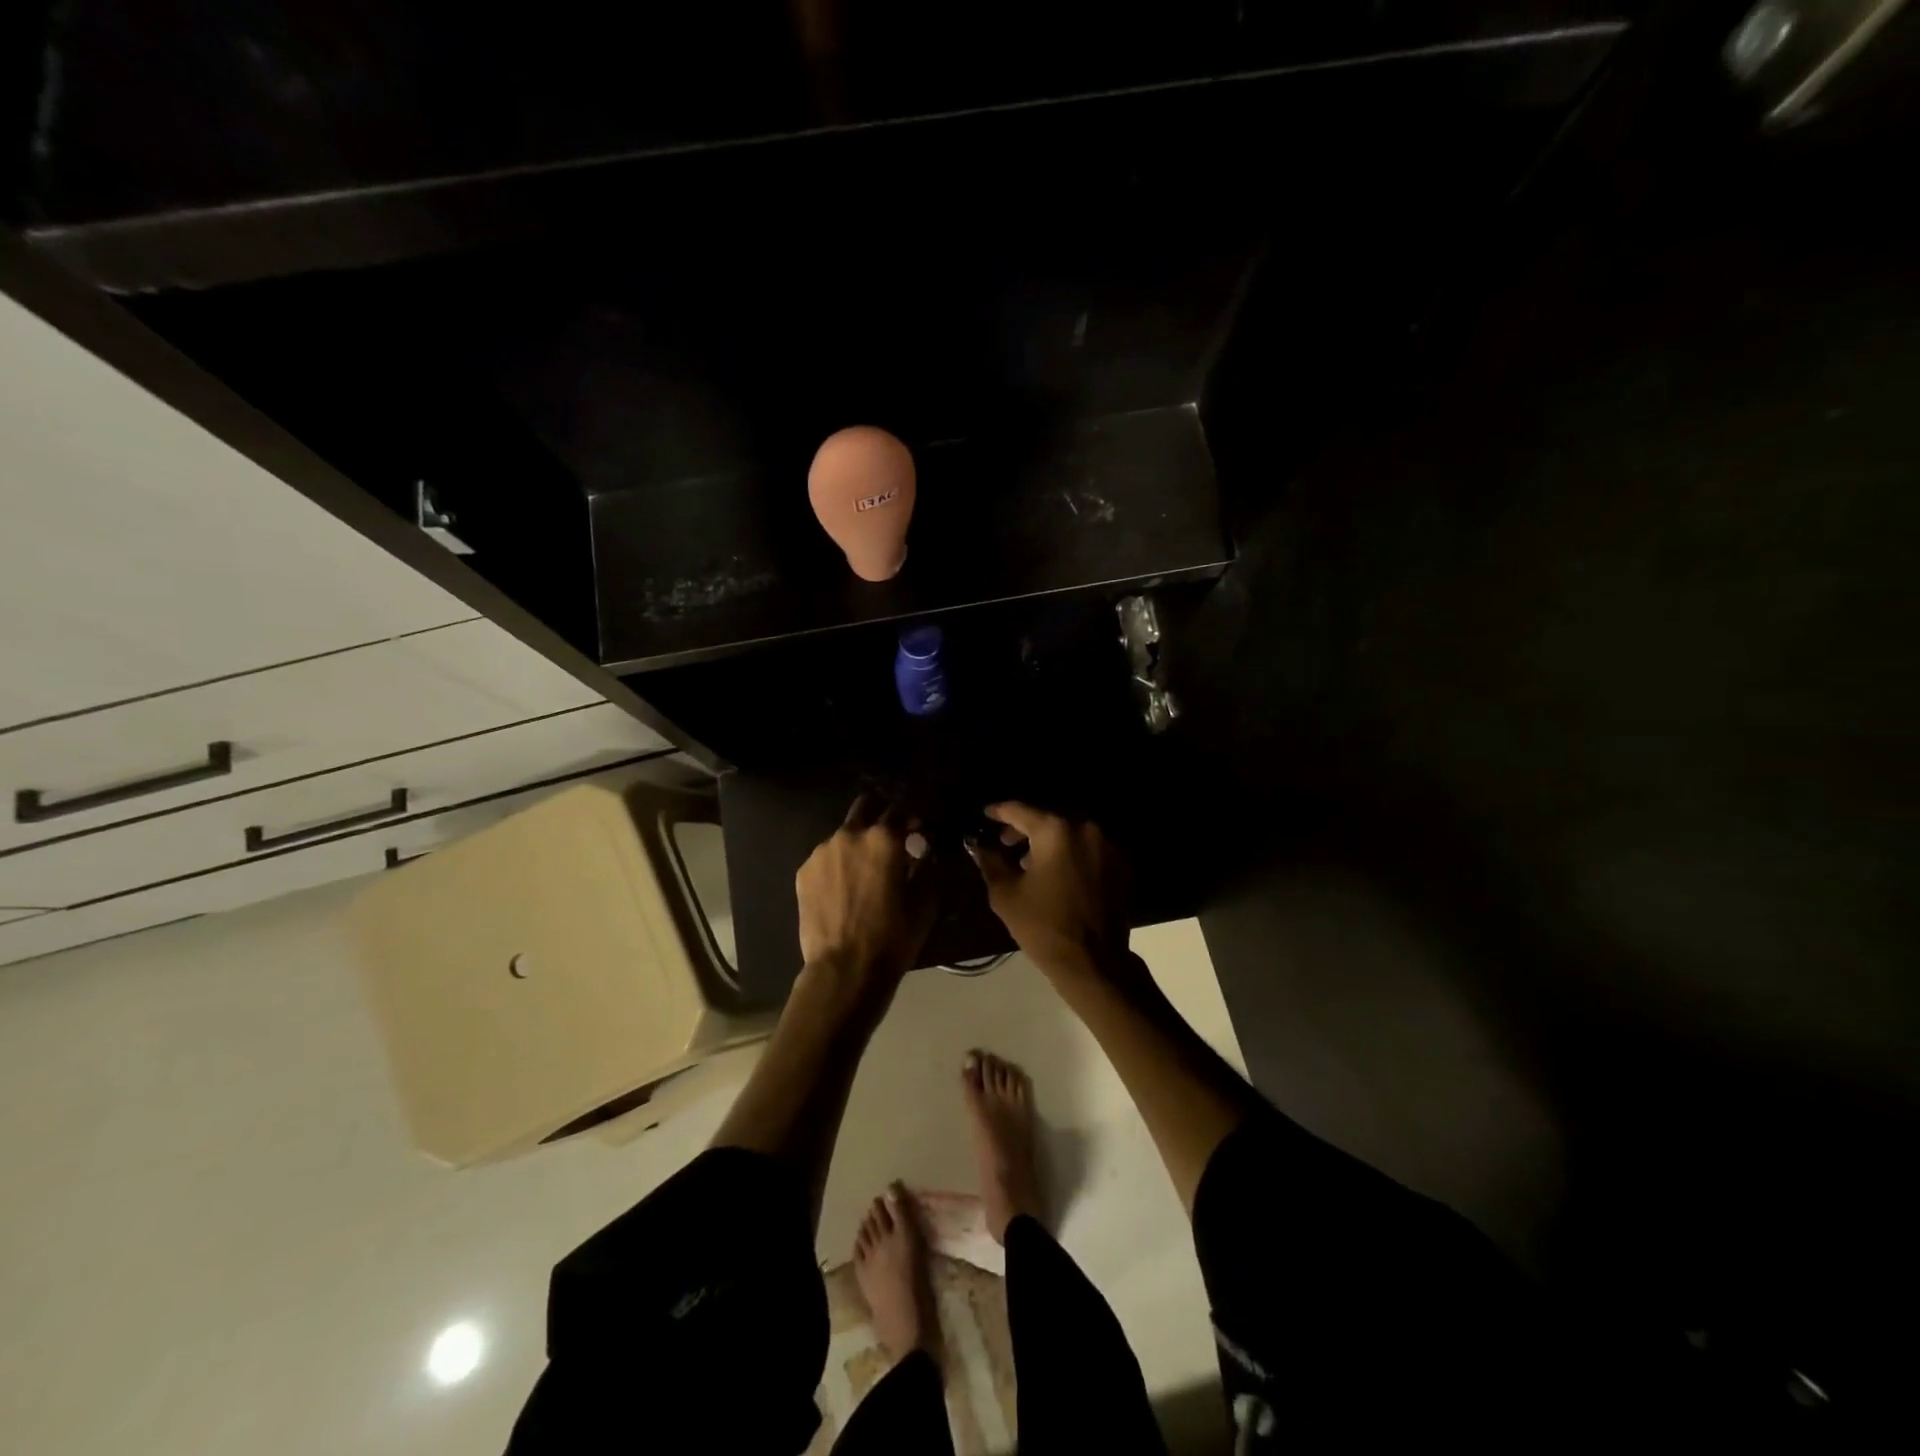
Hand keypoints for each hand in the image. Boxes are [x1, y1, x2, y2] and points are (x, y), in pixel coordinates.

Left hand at [796, 795, 935, 982]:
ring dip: (856, 844)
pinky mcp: (803, 872)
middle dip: (878, 816)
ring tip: (862, 870)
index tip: (918, 830)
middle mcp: (850, 835)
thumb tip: (921, 852)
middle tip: (888, 838)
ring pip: (843, 835)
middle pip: (865, 807)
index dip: (912, 818)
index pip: (900, 810)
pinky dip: (837, 865)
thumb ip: (925, 868)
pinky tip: (842, 888)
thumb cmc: (892, 936)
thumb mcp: (924, 903)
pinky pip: (825, 859)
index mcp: (884, 839)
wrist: (844, 969)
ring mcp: (822, 852)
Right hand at [967, 802, 1129, 975]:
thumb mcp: (1005, 894)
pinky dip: (1071, 854)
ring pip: (1071, 833)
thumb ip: (990, 862)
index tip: (986, 814)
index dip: (999, 811)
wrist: (1094, 963)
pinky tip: (1058, 874)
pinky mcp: (1122, 865)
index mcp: (1055, 831)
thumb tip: (979, 845)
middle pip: (1049, 819)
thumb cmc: (1043, 926)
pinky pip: (1089, 849)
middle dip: (1025, 828)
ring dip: (1049, 842)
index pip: (1020, 810)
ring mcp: (1108, 846)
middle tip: (1005, 842)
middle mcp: (1086, 829)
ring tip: (1030, 862)